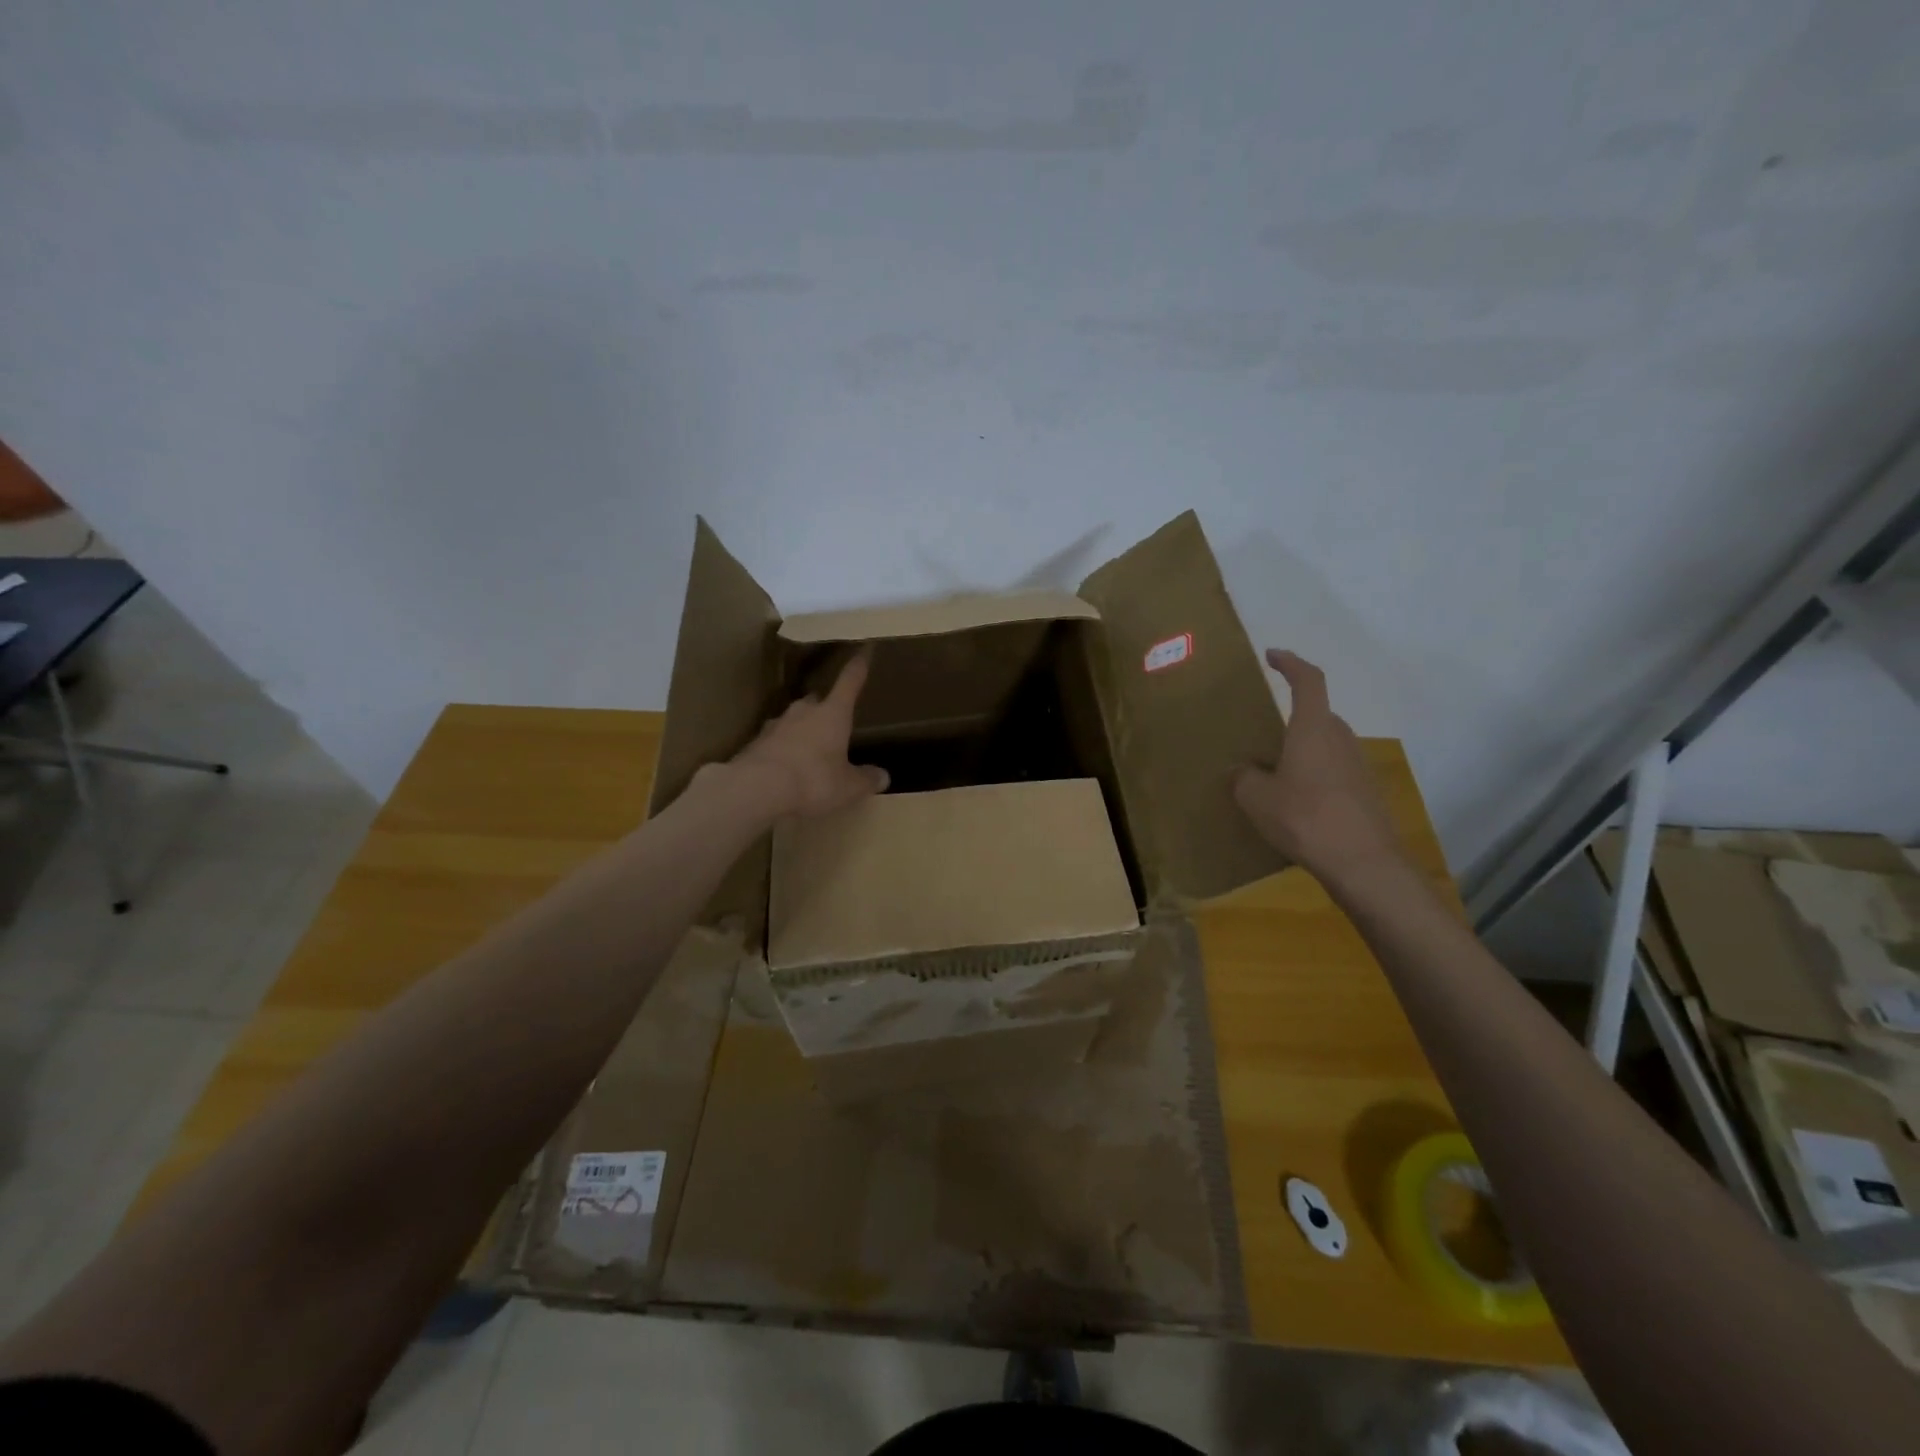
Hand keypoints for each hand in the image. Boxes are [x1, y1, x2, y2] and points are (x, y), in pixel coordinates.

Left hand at [725, 648, 889, 818]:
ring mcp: (775, 725)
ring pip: (793, 720)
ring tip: (809, 751)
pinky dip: (782, 750)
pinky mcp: (754, 743)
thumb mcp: (849, 787)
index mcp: (833, 713)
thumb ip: (866, 780)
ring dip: (802, 730)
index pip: (850, 683)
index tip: (864, 650)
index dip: (858, 667)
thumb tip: (883, 776)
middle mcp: (804, 711)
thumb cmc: (813, 780)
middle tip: (834, 723)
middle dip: (826, 708)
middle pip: (817, 701)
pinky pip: (774, 742)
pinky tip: (785, 769)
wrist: (756, 789)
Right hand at [1232, 650, 1404, 883]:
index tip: (1273, 655)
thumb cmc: (1305, 818)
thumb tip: (1243, 771)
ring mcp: (1358, 766)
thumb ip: (1244, 778)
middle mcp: (1340, 739)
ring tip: (1274, 773)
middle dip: (1292, 718)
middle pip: (1317, 715)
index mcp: (1314, 729)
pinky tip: (1295, 803)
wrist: (1364, 864)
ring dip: (1302, 751)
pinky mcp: (1365, 793)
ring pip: (1325, 746)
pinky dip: (1314, 777)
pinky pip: (1333, 772)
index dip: (1291, 663)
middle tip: (1263, 734)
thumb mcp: (1256, 798)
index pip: (1308, 681)